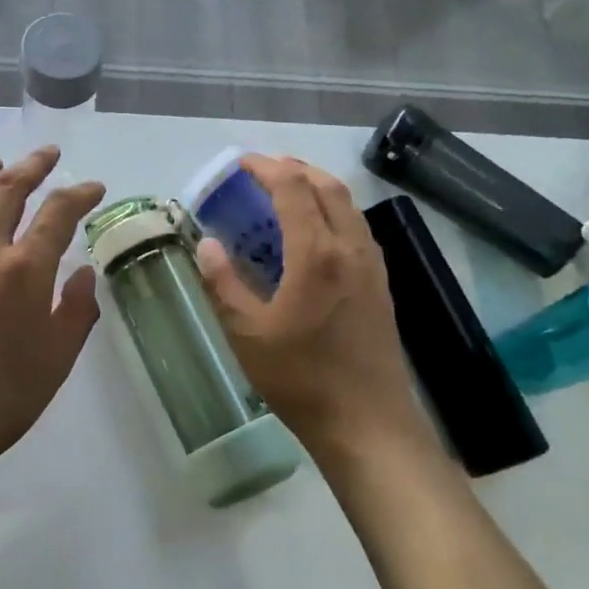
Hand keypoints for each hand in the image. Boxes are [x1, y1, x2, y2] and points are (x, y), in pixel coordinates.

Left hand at [0, 148, 105, 481]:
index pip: (58, 212)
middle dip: (33, 166)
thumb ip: (77, 309)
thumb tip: (83, 272)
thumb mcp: (59, 357)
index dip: (79, 193)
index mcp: (24, 270)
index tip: (93, 188)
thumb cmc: (3, 398)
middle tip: (48, 154)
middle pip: (7, 190)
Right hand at [196, 156, 432, 468]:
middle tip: (262, 172)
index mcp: (316, 253)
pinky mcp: (381, 285)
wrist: (368, 423)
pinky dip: (334, 213)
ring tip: (287, 194)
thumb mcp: (248, 334)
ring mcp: (372, 266)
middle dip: (294, 169)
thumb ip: (224, 284)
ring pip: (348, 206)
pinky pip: (357, 229)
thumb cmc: (302, 379)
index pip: (293, 188)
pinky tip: (315, 236)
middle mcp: (350, 248)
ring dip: (317, 188)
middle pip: (327, 186)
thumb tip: (207, 245)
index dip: (265, 168)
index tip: (240, 165)